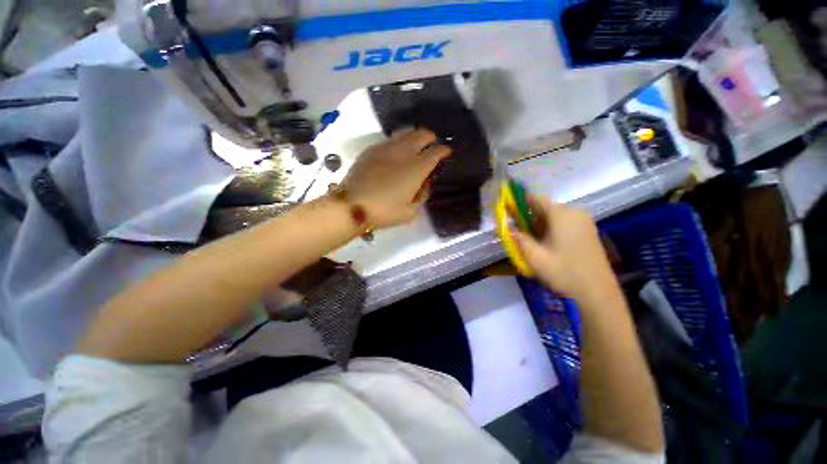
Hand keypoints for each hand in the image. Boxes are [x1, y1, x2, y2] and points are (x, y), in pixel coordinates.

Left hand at [343, 129, 450, 228]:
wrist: (352, 206)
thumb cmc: (384, 211)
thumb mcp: (410, 212)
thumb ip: (421, 196)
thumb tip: (423, 185)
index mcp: (416, 168)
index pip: (435, 152)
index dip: (443, 151)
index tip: (446, 152)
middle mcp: (403, 153)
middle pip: (421, 135)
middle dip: (430, 137)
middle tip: (432, 142)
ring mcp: (385, 149)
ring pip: (404, 132)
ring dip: (413, 134)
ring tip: (415, 142)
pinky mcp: (371, 150)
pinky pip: (388, 140)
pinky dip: (397, 141)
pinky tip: (395, 150)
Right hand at [513, 196, 617, 302]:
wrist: (598, 293)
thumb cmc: (564, 272)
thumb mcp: (535, 257)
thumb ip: (520, 239)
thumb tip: (508, 229)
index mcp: (561, 215)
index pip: (537, 199)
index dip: (521, 202)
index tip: (508, 210)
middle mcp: (575, 213)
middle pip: (546, 207)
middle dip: (529, 215)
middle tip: (517, 229)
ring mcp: (584, 222)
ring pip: (555, 216)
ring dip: (540, 223)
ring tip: (529, 238)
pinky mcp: (588, 232)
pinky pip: (565, 222)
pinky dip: (552, 228)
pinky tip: (545, 243)